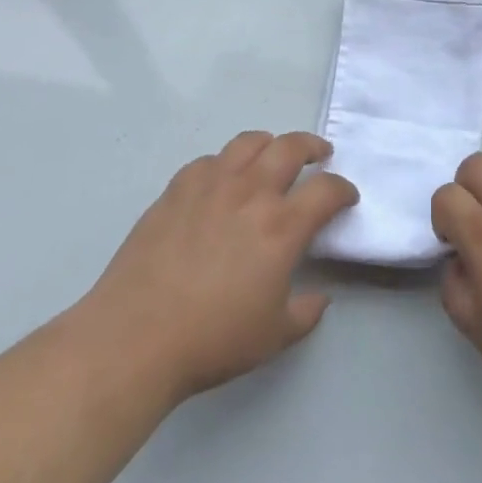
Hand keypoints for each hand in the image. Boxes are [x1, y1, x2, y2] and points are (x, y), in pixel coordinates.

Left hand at [85, 131, 357, 402]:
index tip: (347, 197)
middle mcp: (250, 193)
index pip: (327, 189)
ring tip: (272, 155)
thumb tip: (320, 297)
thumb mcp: (273, 336)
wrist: (135, 337)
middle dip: (312, 146)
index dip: (344, 189)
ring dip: (269, 144)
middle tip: (319, 155)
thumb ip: (306, 312)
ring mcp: (210, 185)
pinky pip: (209, 161)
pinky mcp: (176, 190)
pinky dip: (225, 163)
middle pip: (290, 147)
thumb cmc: (212, 339)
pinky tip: (222, 180)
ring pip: (248, 142)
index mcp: (282, 226)